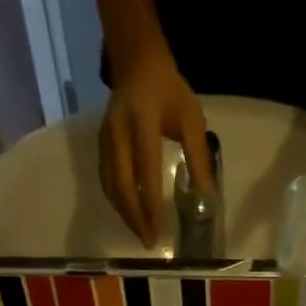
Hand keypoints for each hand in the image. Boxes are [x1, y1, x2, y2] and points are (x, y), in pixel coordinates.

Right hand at [100, 52, 211, 245]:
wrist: (136, 64)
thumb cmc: (170, 93)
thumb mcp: (192, 120)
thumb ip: (198, 157)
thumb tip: (206, 197)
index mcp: (142, 123)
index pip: (145, 171)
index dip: (151, 202)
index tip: (161, 228)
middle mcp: (118, 133)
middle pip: (121, 184)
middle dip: (135, 216)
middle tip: (149, 241)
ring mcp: (105, 139)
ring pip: (110, 185)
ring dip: (125, 214)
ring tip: (141, 234)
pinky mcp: (100, 145)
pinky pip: (106, 180)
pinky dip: (117, 202)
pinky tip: (131, 216)